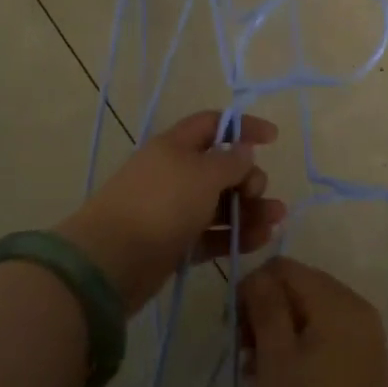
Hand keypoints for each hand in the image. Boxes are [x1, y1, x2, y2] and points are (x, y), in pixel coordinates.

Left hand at [56, 111, 283, 313]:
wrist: (110, 261)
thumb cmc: (161, 204)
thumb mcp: (204, 174)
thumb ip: (231, 161)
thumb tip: (245, 151)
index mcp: (176, 145)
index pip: (214, 124)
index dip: (244, 127)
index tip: (273, 139)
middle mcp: (175, 173)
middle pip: (221, 167)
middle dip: (249, 177)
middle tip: (258, 192)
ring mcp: (173, 210)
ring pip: (220, 204)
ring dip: (250, 209)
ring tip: (276, 220)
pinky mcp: (174, 244)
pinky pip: (212, 234)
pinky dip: (235, 235)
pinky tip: (261, 239)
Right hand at [238, 257, 387, 386]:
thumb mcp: (277, 360)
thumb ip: (266, 308)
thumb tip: (257, 274)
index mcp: (335, 299)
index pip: (284, 268)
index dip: (253, 289)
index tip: (234, 327)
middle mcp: (354, 305)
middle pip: (299, 287)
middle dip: (266, 311)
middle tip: (243, 351)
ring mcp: (364, 333)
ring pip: (311, 312)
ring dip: (280, 332)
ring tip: (256, 371)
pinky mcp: (366, 358)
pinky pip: (327, 334)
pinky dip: (302, 346)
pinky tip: (282, 378)